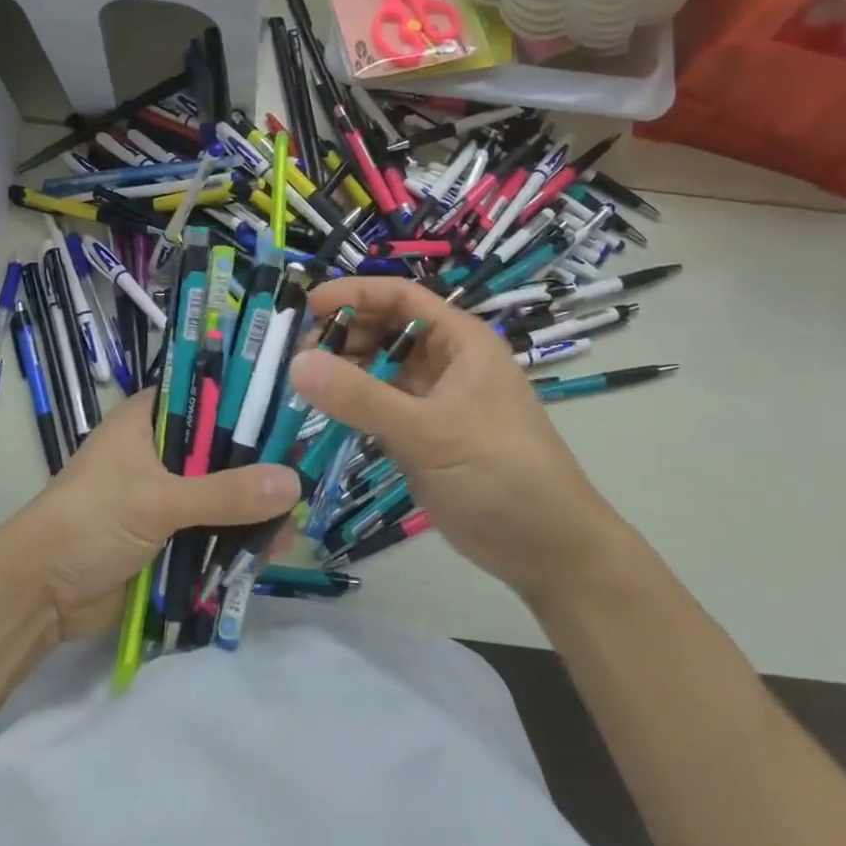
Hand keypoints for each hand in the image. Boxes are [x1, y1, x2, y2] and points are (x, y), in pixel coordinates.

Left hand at [4, 391, 301, 640]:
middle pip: (225, 446)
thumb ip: (225, 493)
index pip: (211, 393)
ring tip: (291, 528)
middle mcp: (164, 448)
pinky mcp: (172, 533)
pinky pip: (216, 528)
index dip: (251, 400)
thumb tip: (294, 484)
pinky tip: (272, 551)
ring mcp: (169, 492)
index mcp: (151, 418)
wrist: (40, 595)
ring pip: (225, 490)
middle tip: (307, 476)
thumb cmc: (90, 522)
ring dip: (255, 508)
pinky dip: (239, 539)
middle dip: (262, 465)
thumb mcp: (158, 502)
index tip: (296, 411)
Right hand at [288, 276, 624, 608]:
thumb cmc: (501, 475)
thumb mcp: (430, 433)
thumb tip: (297, 364)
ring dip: (344, 370)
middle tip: (296, 355)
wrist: (548, 551)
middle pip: (386, 330)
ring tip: (302, 384)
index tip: (306, 307)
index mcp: (460, 341)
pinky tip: (322, 413)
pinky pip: (379, 407)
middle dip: (343, 334)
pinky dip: (352, 405)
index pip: (400, 298)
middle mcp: (446, 362)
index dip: (353, 294)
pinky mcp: (423, 436)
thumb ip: (363, 398)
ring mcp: (434, 400)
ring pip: (379, 370)